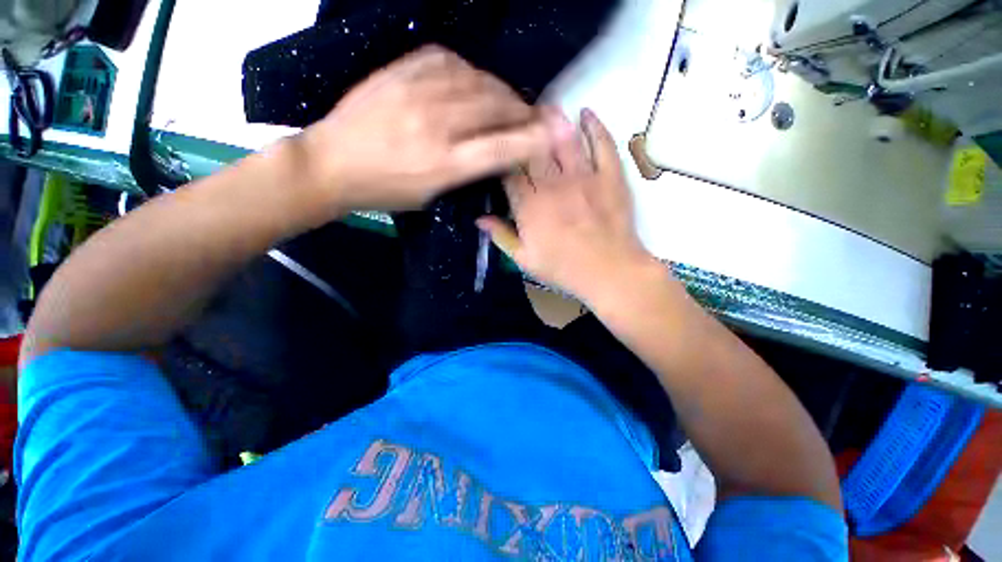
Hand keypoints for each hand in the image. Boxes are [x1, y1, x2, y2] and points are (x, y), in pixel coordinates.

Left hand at [299, 45, 550, 211]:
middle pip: (494, 107)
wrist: (331, 163)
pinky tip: (473, 81)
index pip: (501, 148)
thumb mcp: (430, 196)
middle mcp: (436, 125)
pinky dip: (470, 70)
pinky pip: (448, 60)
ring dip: (500, 89)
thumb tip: (494, 152)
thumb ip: (464, 172)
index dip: (532, 140)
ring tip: (506, 99)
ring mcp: (416, 93)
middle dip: (522, 110)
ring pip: (477, 80)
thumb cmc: (384, 191)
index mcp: (444, 165)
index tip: (553, 134)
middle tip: (531, 116)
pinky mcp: (400, 72)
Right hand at [477, 109, 657, 304]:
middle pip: (534, 149)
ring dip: (554, 120)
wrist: (609, 272)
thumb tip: (479, 219)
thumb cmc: (563, 269)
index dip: (502, 155)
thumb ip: (502, 236)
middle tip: (518, 112)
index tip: (498, 143)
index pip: (510, 172)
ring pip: (564, 141)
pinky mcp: (610, 177)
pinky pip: (602, 145)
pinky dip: (595, 127)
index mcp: (530, 206)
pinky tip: (587, 113)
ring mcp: (584, 178)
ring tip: (546, 105)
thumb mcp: (525, 260)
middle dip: (524, 129)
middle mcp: (553, 185)